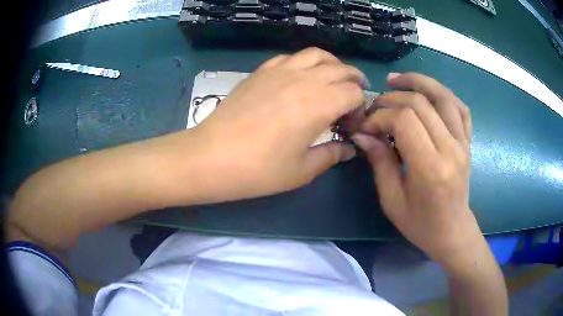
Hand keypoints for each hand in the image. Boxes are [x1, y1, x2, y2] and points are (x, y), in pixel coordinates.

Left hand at [188, 48, 365, 201]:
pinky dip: (304, 62)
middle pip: (340, 69)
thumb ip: (332, 155)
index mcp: (319, 103)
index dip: (360, 107)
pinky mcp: (261, 71)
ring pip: (316, 55)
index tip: (352, 124)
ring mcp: (280, 70)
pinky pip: (290, 57)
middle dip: (354, 82)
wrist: (211, 156)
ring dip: (333, 65)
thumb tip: (349, 149)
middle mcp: (304, 79)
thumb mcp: (302, 170)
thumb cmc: (259, 169)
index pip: (354, 93)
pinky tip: (301, 77)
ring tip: (334, 79)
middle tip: (353, 97)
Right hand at [351, 72, 479, 266]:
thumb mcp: (392, 200)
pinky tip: (428, 93)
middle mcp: (451, 148)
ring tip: (397, 81)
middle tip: (375, 106)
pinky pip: (460, 108)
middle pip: (421, 103)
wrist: (452, 232)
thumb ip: (380, 162)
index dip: (381, 116)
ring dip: (418, 82)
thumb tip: (362, 134)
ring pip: (443, 96)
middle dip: (392, 99)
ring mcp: (463, 142)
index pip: (405, 120)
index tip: (366, 126)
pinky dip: (444, 94)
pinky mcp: (468, 142)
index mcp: (430, 167)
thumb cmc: (420, 224)